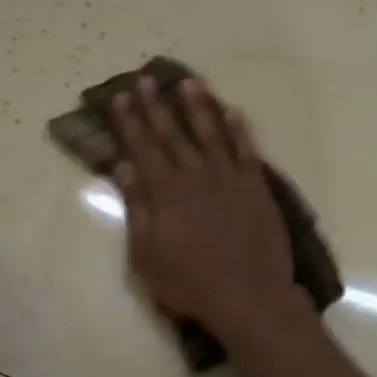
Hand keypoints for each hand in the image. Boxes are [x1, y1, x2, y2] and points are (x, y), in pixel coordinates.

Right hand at [112, 77, 296, 336]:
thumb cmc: (188, 283)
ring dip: (198, 107)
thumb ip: (137, 207)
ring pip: (211, 134)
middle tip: (146, 80)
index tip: (120, 97)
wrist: (248, 297)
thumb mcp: (146, 253)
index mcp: (166, 192)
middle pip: (173, 134)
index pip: (143, 148)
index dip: (130, 122)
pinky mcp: (256, 189)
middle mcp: (197, 176)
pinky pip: (246, 151)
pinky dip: (239, 130)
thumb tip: (124, 167)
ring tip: (188, 83)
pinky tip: (233, 112)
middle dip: (157, 106)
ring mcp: (229, 180)